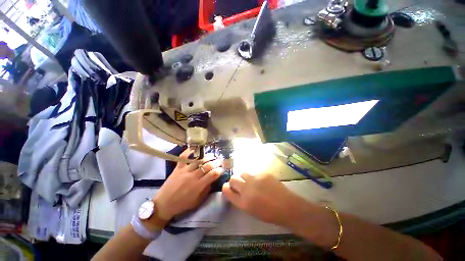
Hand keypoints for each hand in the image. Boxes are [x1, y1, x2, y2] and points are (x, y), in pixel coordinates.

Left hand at [154, 149, 222, 219]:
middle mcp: (193, 176)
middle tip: (220, 160)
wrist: (163, 205)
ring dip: (207, 156)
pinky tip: (194, 148)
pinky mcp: (178, 168)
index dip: (219, 170)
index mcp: (198, 186)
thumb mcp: (197, 201)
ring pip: (198, 160)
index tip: (223, 168)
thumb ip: (206, 190)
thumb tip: (212, 180)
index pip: (213, 174)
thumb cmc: (182, 204)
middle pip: (207, 166)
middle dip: (216, 162)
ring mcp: (185, 171)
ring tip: (213, 155)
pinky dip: (188, 151)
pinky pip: (183, 157)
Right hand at [222, 173, 297, 225]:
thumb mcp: (251, 211)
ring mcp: (255, 179)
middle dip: (233, 180)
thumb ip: (242, 200)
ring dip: (244, 177)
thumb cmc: (269, 214)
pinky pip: (255, 173)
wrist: (287, 207)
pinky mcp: (263, 173)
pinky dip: (256, 177)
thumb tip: (237, 191)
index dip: (225, 187)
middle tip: (238, 183)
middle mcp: (247, 189)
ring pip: (243, 173)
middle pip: (233, 179)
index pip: (227, 191)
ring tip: (251, 181)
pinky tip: (263, 182)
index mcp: (243, 202)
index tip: (227, 187)